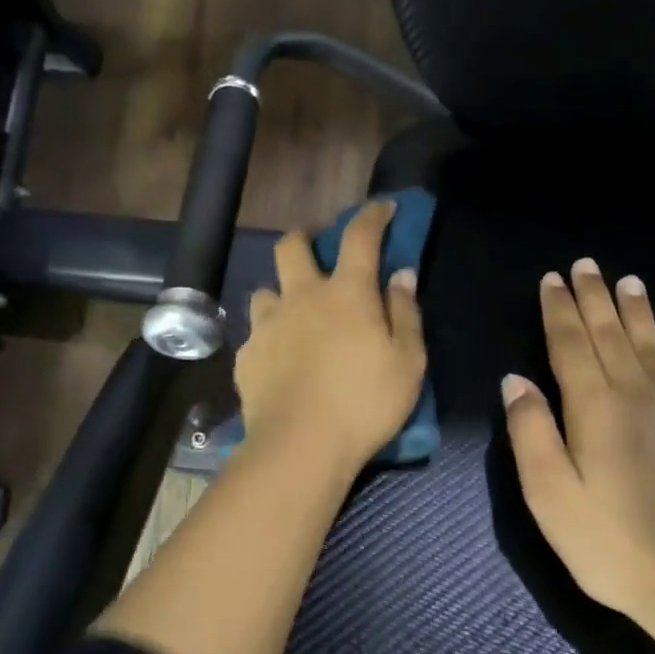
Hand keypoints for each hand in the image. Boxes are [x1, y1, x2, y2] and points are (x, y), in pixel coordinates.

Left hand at [238, 199, 426, 472]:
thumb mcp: (407, 362)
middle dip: (305, 237)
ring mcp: (267, 325)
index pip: (359, 236)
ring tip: (293, 315)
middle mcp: (301, 297)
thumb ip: (405, 313)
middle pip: (291, 246)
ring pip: (266, 290)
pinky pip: (256, 334)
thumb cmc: (365, 404)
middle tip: (317, 251)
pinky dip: (270, 337)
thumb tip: (401, 274)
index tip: (383, 207)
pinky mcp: (247, 355)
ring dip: (281, 293)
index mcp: (346, 293)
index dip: (372, 215)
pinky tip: (279, 360)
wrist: (300, 446)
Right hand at [502, 261, 654, 621]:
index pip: (570, 345)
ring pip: (653, 347)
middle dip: (594, 298)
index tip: (552, 279)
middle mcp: (637, 396)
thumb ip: (531, 433)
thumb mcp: (550, 496)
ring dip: (637, 312)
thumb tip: (515, 381)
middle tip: (586, 264)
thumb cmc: (613, 546)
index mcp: (595, 409)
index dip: (558, 310)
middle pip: (611, 335)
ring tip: (629, 282)